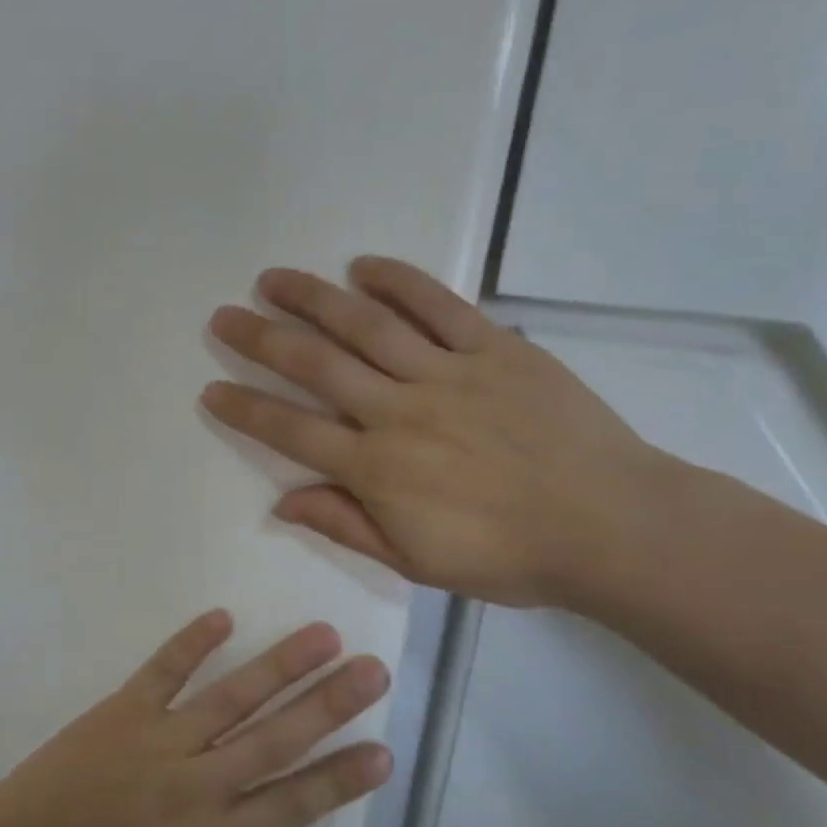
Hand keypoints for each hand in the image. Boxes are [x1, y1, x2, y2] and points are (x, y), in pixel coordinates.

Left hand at [0, 612, 391, 826]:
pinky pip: (164, 671)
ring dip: (281, 665)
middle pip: (277, 738)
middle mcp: (200, 783)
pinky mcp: (123, 711)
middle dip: (330, 704)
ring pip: (233, 697)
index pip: (293, 803)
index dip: (341, 778)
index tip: (383, 750)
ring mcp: (161, 740)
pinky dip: (192, 642)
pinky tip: (223, 616)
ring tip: (323, 636)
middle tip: (373, 670)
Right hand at [201, 257, 673, 608]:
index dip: (245, 409)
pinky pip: (440, 306)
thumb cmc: (508, 556)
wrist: (614, 528)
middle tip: (224, 317)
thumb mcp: (416, 562)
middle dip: (261, 339)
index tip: (212, 387)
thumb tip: (282, 500)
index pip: (291, 430)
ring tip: (273, 279)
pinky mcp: (496, 349)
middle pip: (315, 365)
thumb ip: (346, 525)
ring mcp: (448, 373)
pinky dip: (400, 280)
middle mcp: (399, 411)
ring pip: (366, 325)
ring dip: (313, 298)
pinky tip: (363, 265)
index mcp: (377, 468)